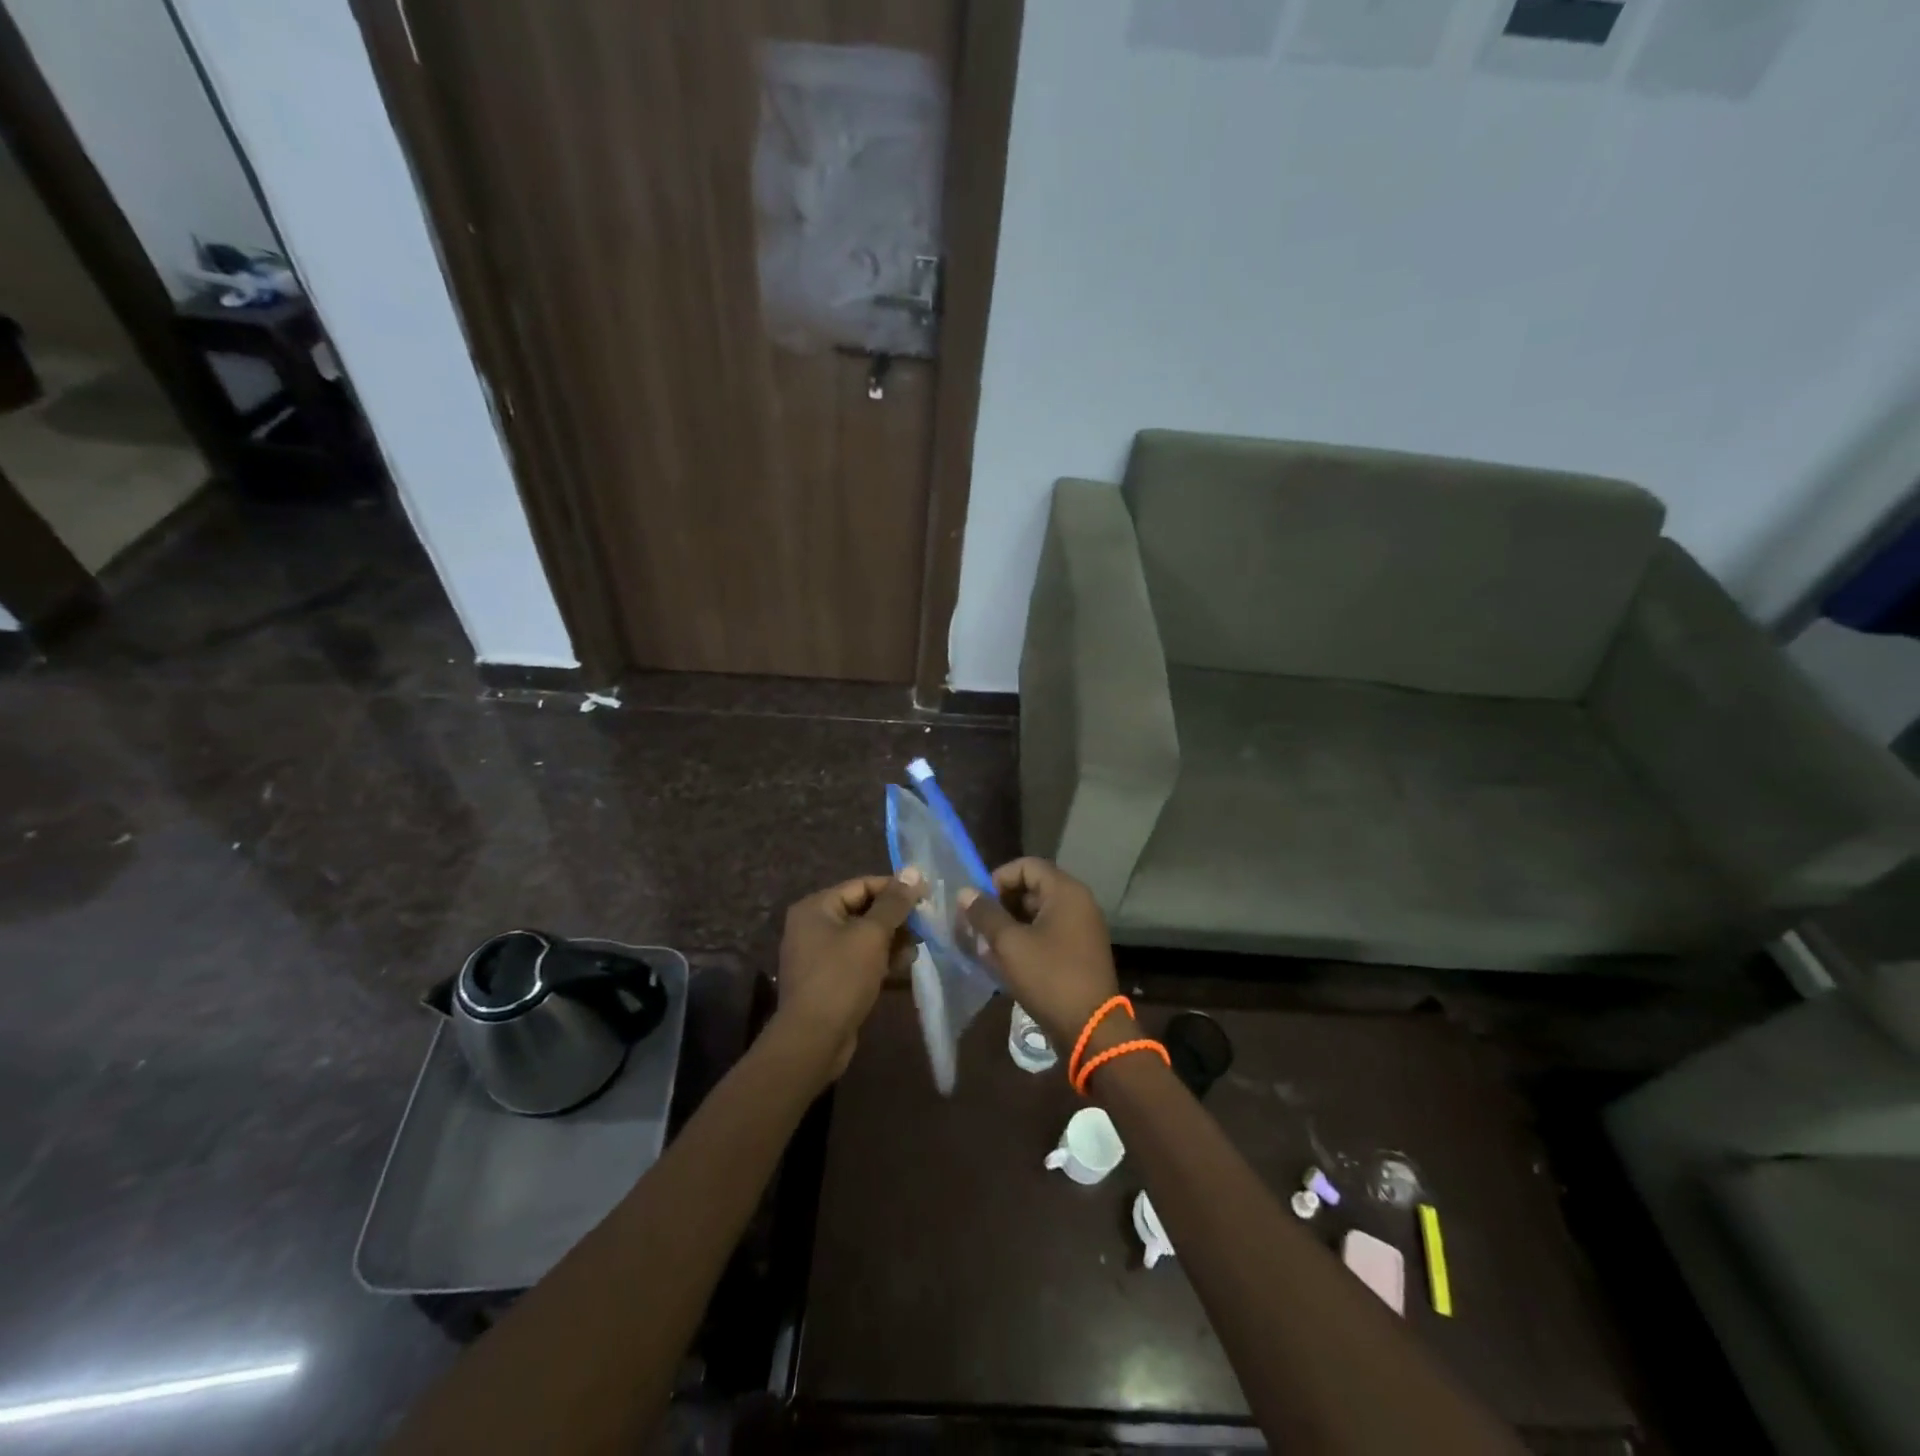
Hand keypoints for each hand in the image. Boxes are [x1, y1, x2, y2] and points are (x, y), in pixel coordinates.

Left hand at [774, 870, 923, 1080]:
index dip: (896, 889)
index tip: (927, 896)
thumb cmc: (841, 977)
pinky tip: (904, 967)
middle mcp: (814, 925)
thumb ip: (894, 903)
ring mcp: (820, 954)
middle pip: (864, 910)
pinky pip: (860, 960)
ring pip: (865, 937)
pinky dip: (881, 961)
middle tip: (927, 926)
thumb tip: (914, 873)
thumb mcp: (871, 935)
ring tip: (917, 950)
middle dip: (896, 919)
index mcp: (817, 907)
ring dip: (893, 941)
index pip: (863, 885)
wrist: (813, 1039)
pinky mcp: (830, 979)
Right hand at [958, 858, 1122, 1051]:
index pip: (1026, 866)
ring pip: (1037, 913)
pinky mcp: (1079, 951)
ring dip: (1010, 925)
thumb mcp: (1010, 944)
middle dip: (1001, 904)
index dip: (998, 879)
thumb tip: (965, 892)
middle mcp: (1078, 903)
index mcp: (1066, 892)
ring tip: (986, 946)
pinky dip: (1026, 940)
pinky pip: (1047, 933)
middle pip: (1032, 888)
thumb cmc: (1049, 978)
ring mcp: (1081, 928)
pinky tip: (1005, 962)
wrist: (1090, 1029)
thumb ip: (985, 914)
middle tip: (978, 926)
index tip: (979, 904)